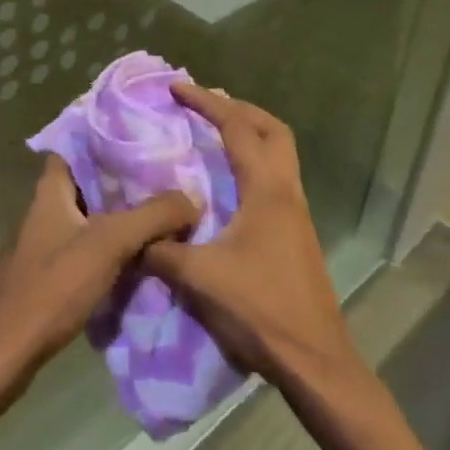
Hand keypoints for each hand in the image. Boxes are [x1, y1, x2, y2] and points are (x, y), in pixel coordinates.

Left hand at [0, 153, 199, 399]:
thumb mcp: (108, 244)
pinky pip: (88, 247)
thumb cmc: (51, 286)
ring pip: (91, 216)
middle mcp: (46, 208)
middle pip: (89, 183)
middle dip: (125, 179)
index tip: (145, 137)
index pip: (77, 146)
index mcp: (51, 189)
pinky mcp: (51, 273)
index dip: (108, 138)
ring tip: (165, 211)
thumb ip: (151, 216)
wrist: (5, 351)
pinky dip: (113, 246)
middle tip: (169, 176)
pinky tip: (142, 255)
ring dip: (122, 215)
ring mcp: (46, 242)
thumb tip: (192, 196)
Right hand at [145, 85, 355, 390]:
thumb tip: (133, 234)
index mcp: (266, 191)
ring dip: (249, 134)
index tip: (177, 88)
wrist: (315, 362)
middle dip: (238, 109)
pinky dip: (252, 163)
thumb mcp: (199, 278)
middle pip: (272, 130)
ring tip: (213, 135)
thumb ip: (160, 250)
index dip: (207, 102)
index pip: (237, 128)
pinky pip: (275, 178)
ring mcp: (296, 214)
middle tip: (204, 105)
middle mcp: (286, 193)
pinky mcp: (296, 234)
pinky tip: (226, 184)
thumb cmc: (260, 311)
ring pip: (279, 154)